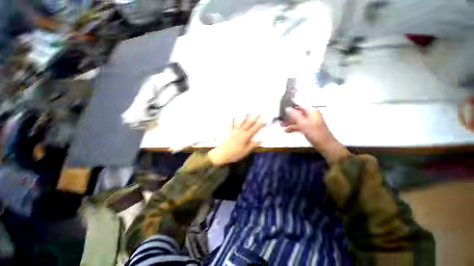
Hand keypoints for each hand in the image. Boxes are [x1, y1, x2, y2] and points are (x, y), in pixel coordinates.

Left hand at [208, 115, 264, 165]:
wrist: (222, 154)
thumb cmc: (235, 154)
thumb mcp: (246, 151)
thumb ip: (253, 145)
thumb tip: (260, 140)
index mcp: (246, 137)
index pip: (254, 129)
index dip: (260, 124)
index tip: (264, 120)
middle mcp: (240, 132)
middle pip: (248, 123)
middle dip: (254, 118)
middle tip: (258, 113)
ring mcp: (234, 131)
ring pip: (240, 122)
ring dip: (244, 116)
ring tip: (247, 112)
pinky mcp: (229, 131)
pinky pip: (230, 125)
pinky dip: (231, 120)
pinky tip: (232, 117)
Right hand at [282, 107, 350, 163]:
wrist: (325, 145)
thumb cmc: (315, 133)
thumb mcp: (303, 124)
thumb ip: (295, 115)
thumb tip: (287, 108)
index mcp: (311, 111)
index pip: (299, 103)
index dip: (291, 103)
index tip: (282, 103)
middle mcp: (310, 114)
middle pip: (297, 112)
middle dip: (288, 115)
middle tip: (279, 118)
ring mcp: (309, 121)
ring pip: (297, 119)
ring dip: (289, 122)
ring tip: (281, 126)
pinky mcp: (308, 127)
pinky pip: (299, 125)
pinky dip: (293, 127)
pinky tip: (286, 131)